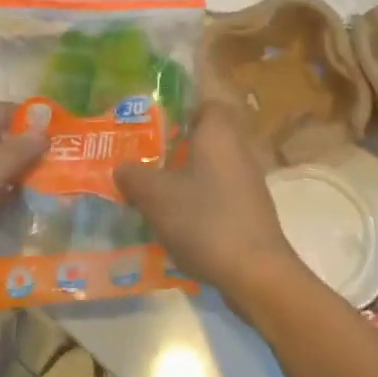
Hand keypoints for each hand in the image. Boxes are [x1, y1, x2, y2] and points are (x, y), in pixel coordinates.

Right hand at [115, 102, 306, 313]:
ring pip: (211, 167)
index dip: (179, 109)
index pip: (204, 103)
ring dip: (186, 176)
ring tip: (152, 190)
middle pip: (206, 137)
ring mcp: (249, 182)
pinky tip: (176, 221)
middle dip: (176, 146)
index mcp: (219, 133)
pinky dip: (199, 201)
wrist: (255, 273)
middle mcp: (239, 150)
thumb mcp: (155, 196)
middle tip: (144, 157)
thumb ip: (133, 176)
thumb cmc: (204, 220)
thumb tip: (122, 168)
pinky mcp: (251, 211)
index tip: (152, 122)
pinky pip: (219, 194)